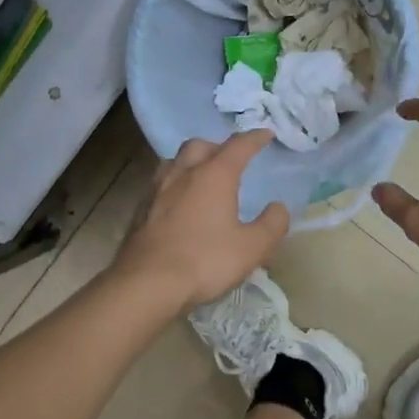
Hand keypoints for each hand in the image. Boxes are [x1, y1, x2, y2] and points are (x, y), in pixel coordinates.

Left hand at [114, 131, 289, 312]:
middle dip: (218, 147)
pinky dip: (175, 184)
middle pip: (200, 145)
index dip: (255, 138)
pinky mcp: (140, 210)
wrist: (145, 284)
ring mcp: (157, 190)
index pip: (238, 146)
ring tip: (202, 177)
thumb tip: (278, 207)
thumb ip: (272, 224)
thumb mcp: (252, 248)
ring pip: (175, 161)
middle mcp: (183, 173)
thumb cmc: (205, 261)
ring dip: (191, 162)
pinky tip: (179, 203)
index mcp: (214, 175)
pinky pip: (160, 184)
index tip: (266, 134)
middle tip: (230, 160)